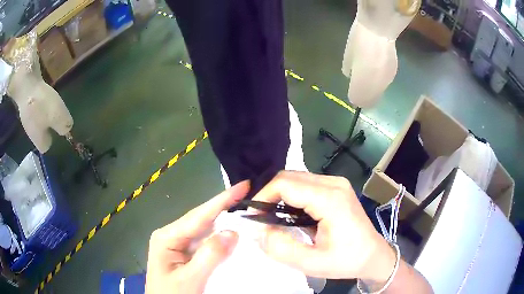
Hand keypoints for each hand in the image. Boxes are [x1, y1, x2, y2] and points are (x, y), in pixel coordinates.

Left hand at [146, 181, 249, 293]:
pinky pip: (204, 241)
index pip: (199, 216)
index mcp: (167, 237)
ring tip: (242, 207)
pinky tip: (231, 231)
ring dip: (223, 220)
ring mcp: (177, 244)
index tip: (243, 185)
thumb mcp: (190, 278)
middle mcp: (171, 235)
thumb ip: (210, 255)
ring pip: (204, 229)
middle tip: (247, 194)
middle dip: (224, 206)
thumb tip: (233, 231)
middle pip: (201, 218)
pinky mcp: (184, 253)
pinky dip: (219, 236)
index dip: (222, 200)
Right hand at [253, 171, 395, 284]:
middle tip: (260, 218)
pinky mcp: (337, 188)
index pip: (286, 184)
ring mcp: (337, 183)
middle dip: (270, 195)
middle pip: (290, 177)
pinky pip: (306, 184)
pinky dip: (293, 196)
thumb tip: (259, 230)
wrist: (374, 255)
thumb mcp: (312, 263)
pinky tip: (292, 215)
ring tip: (273, 218)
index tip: (253, 216)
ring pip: (297, 179)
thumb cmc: (346, 261)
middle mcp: (334, 183)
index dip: (263, 197)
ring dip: (281, 196)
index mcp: (330, 199)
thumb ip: (281, 248)